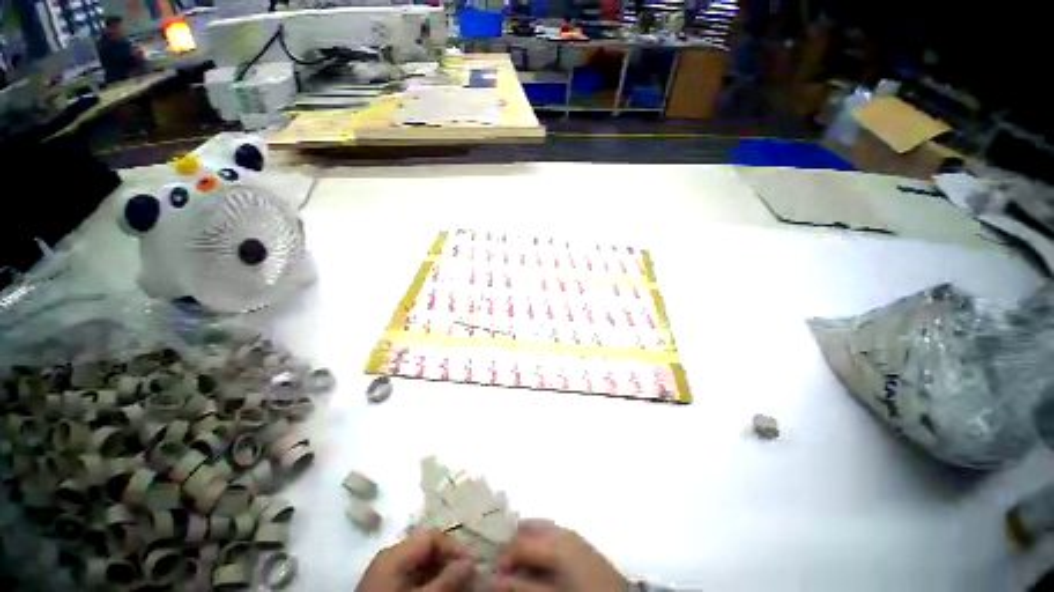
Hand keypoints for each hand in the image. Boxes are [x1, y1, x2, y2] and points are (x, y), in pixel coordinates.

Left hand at [358, 529, 475, 591]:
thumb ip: (447, 579)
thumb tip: (472, 559)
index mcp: (395, 552)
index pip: (432, 536)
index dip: (454, 546)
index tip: (473, 562)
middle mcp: (390, 556)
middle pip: (426, 548)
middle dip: (448, 559)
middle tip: (468, 574)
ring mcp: (384, 572)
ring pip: (420, 563)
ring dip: (440, 571)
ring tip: (456, 583)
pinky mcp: (383, 586)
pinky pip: (411, 575)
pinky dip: (428, 580)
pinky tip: (439, 589)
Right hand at [492, 520, 625, 591]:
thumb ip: (523, 586)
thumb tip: (494, 579)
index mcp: (555, 541)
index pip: (518, 542)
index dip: (503, 556)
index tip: (493, 573)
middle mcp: (562, 530)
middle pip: (528, 527)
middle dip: (513, 543)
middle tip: (504, 565)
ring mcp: (572, 534)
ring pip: (540, 529)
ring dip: (526, 543)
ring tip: (518, 565)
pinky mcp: (578, 543)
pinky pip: (552, 535)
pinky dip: (539, 545)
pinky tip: (538, 562)